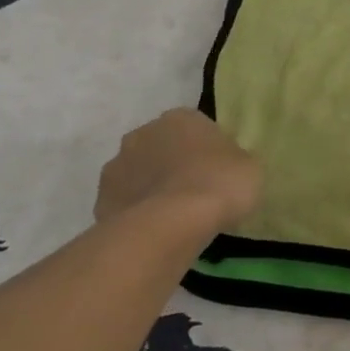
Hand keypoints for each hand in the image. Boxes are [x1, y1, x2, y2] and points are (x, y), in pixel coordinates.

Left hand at [96, 109, 260, 237]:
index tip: (217, 173)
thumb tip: (226, 166)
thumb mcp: (248, 167)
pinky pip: (125, 205)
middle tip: (194, 193)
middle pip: (161, 147)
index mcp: (180, 117)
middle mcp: (143, 133)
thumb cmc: (218, 184)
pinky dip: (136, 215)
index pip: (195, 127)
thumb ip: (233, 160)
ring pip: (138, 175)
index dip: (206, 150)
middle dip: (172, 165)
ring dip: (151, 189)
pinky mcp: (100, 201)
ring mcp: (116, 167)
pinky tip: (154, 233)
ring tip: (173, 218)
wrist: (172, 224)